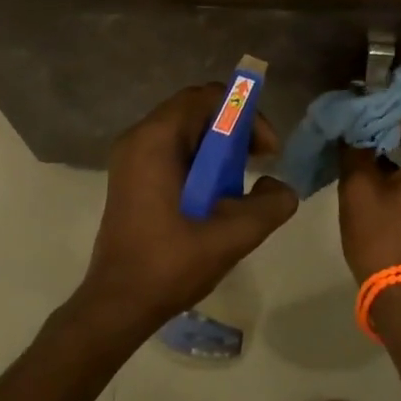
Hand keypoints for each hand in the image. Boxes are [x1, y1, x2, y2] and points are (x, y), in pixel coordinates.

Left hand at [77, 84, 299, 334]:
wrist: (117, 303)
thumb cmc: (169, 264)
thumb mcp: (231, 235)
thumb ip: (269, 205)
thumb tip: (283, 188)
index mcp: (155, 139)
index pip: (206, 97)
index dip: (245, 114)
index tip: (267, 150)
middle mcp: (138, 138)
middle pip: (194, 110)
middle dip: (234, 128)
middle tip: (261, 160)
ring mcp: (130, 158)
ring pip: (184, 131)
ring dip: (218, 147)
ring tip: (241, 180)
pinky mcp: (130, 178)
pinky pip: (171, 150)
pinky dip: (198, 160)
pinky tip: (215, 195)